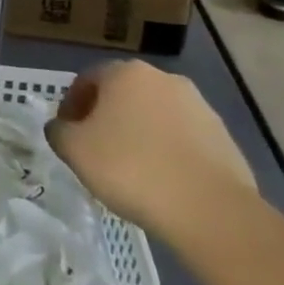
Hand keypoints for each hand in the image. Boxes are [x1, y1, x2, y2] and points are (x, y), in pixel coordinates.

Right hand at [45, 60, 257, 241]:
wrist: (210, 211)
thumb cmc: (130, 167)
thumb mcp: (73, 149)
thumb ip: (58, 131)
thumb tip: (63, 129)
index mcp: (127, 73)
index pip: (86, 80)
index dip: (70, 107)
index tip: (67, 134)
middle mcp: (165, 80)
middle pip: (123, 95)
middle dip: (106, 117)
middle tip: (94, 149)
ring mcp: (201, 108)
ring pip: (155, 116)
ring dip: (138, 134)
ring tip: (129, 169)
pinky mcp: (225, 139)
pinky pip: (182, 139)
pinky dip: (166, 152)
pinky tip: (160, 180)